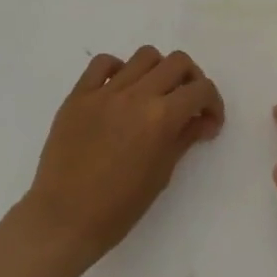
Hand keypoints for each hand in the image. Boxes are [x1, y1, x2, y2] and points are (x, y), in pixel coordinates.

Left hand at [21, 46, 223, 268]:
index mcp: (161, 117)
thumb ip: (185, 138)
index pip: (201, 90)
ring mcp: (104, 92)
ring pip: (144, 55)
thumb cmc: (119, 207)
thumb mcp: (162, 174)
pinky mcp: (78, 96)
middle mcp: (136, 95)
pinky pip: (102, 63)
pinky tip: (120, 89)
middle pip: (177, 62)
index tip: (208, 121)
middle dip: (192, 80)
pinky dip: (118, 69)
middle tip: (187, 102)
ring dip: (159, 70)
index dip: (213, 103)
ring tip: (154, 93)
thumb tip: (203, 120)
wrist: (63, 220)